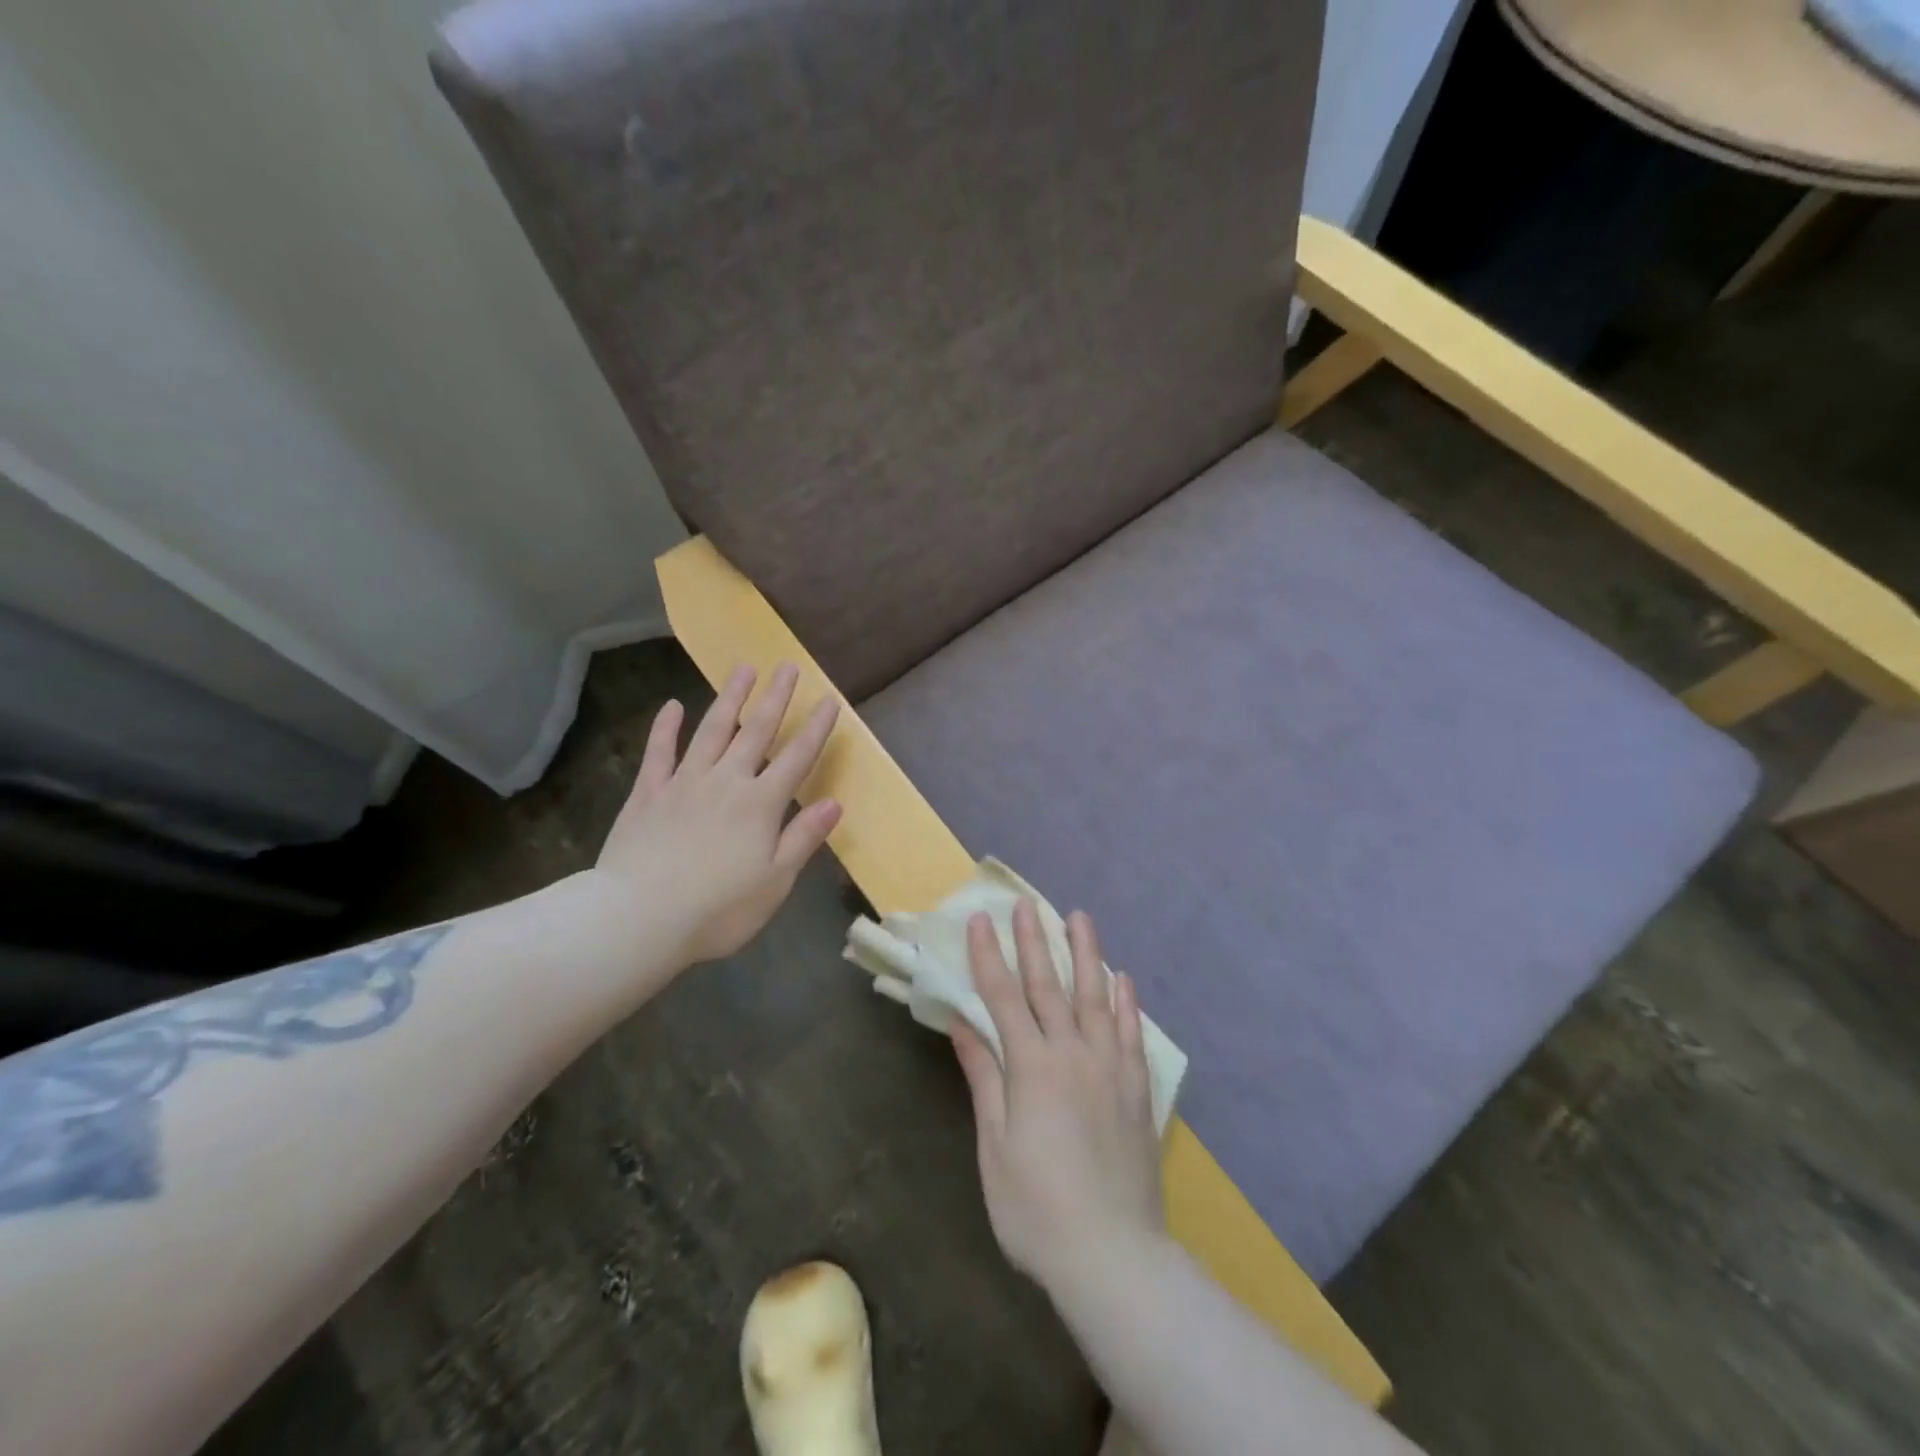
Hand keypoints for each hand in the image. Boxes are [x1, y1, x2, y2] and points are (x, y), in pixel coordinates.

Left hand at [595, 663, 840, 964]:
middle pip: (757, 731)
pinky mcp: (648, 794)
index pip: (797, 758)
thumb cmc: (719, 909)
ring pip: (712, 731)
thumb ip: (804, 837)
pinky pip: (659, 752)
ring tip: (743, 669)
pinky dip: (665, 727)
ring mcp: (684, 783)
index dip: (816, 729)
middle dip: (776, 698)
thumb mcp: (776, 881)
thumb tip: (835, 802)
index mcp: (761, 804)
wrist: (640, 918)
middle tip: (787, 666)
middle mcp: (726, 782)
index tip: (830, 700)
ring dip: (730, 698)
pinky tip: (672, 705)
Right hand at [950, 901, 1165, 1299]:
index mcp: (1031, 1067)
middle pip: (1049, 986)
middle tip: (1025, 903)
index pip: (1003, 997)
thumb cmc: (1036, 1208)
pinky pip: (1131, 1033)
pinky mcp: (1136, 1089)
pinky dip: (1126, 1002)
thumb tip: (962, 1024)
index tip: (979, 920)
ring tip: (1079, 918)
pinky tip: (1123, 978)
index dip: (988, 956)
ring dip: (1085, 954)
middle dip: (1033, 941)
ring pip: (1096, 997)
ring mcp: (1109, 1068)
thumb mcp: (995, 1146)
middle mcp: (1072, 1054)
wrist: (1113, 1256)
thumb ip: (984, 1077)